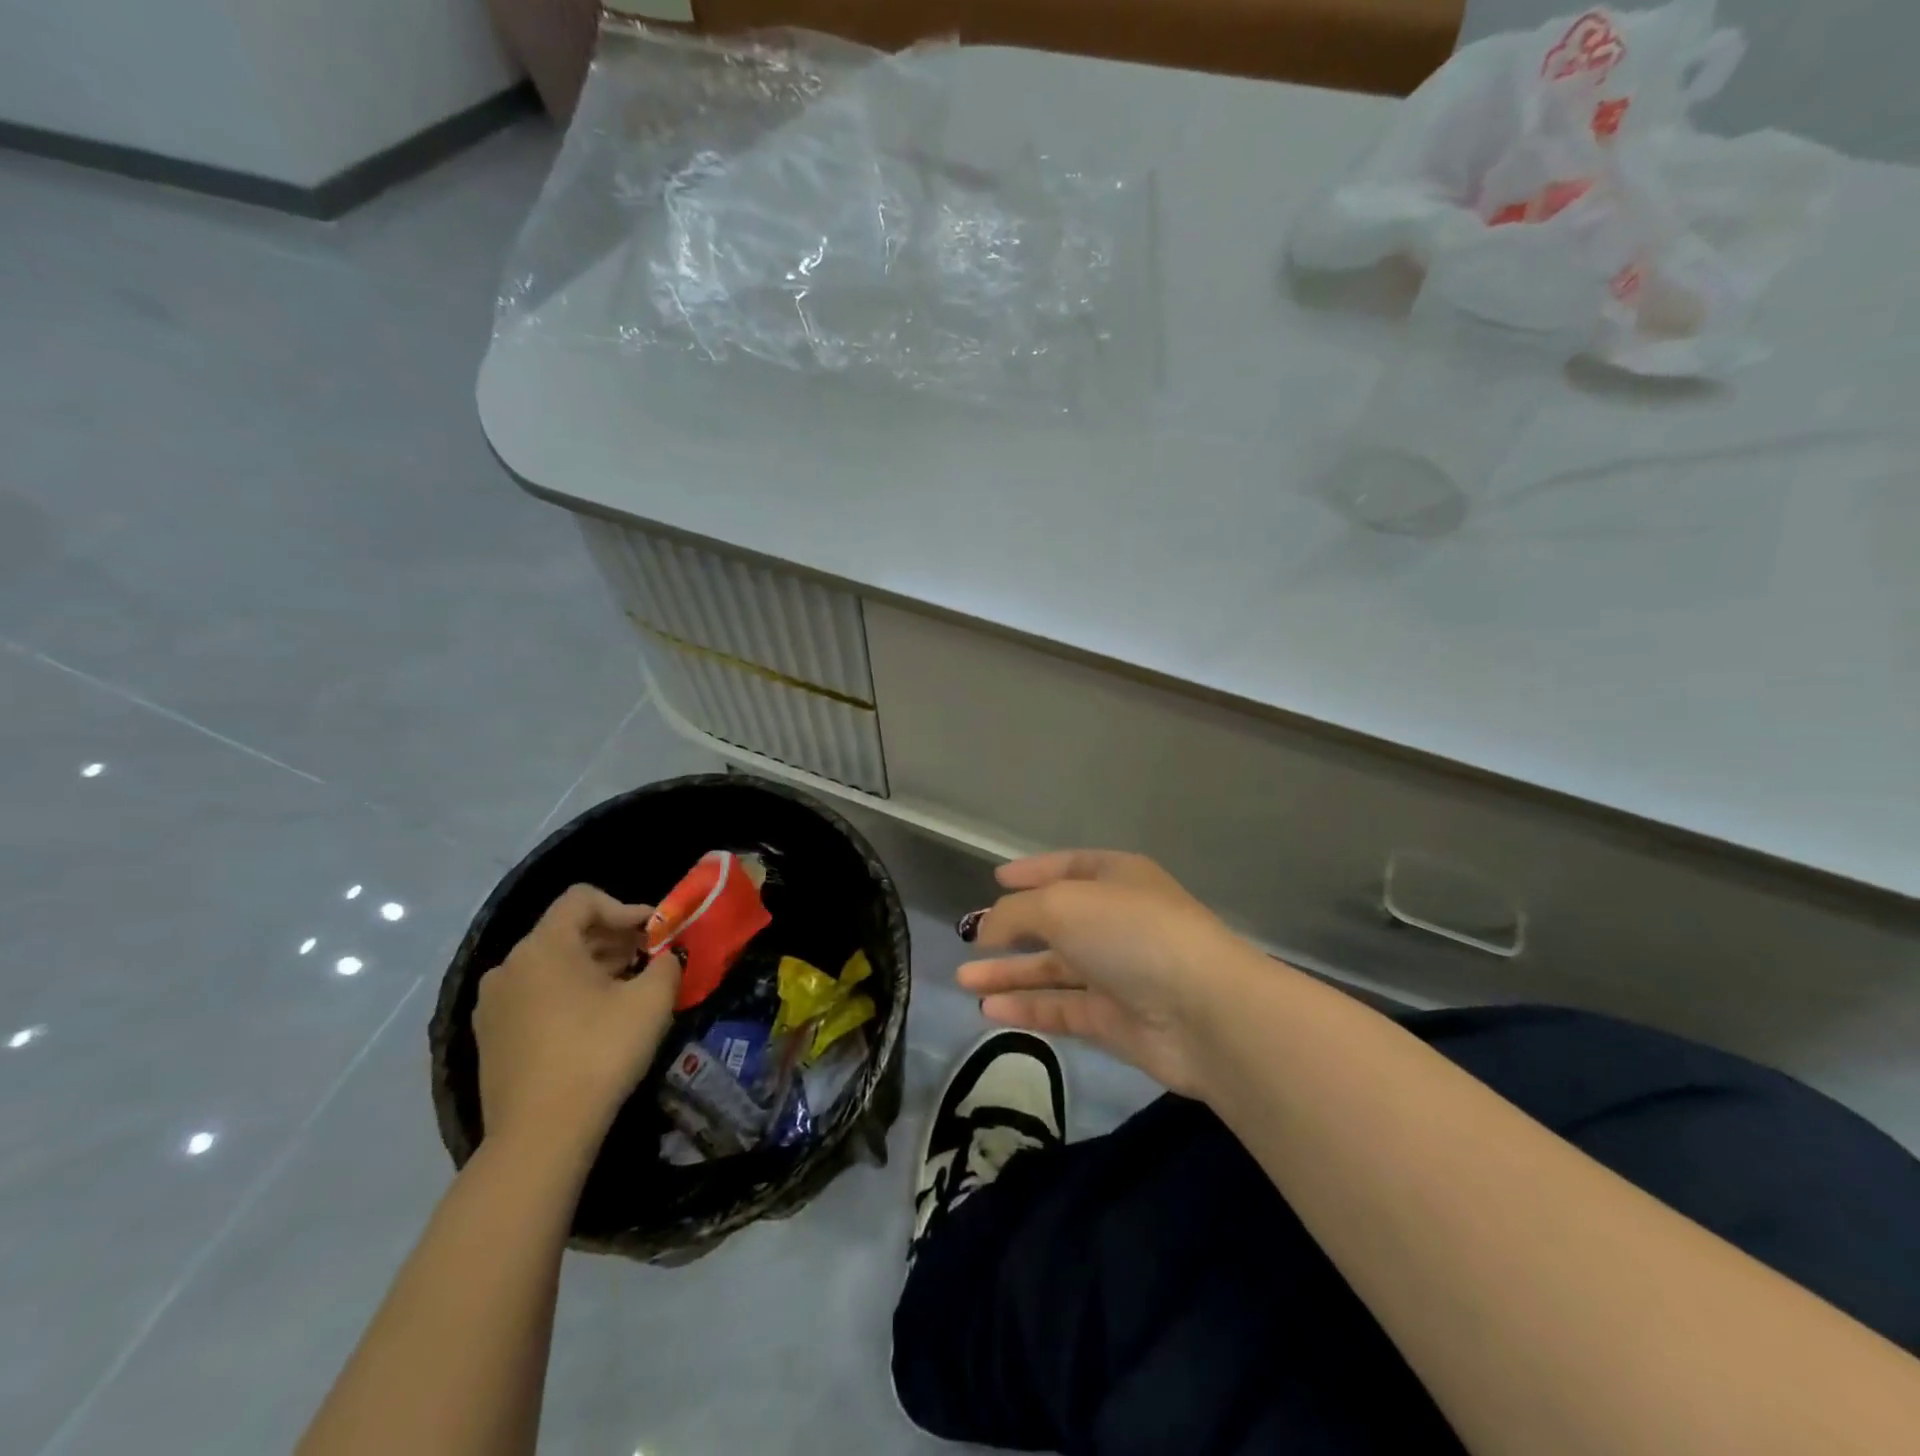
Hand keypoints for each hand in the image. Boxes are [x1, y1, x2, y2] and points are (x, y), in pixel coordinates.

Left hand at [474, 884, 681, 1149]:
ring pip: (549, 965)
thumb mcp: (652, 1000)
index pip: (582, 899)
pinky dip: (565, 994)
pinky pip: (533, 996)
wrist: (540, 1136)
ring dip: (590, 967)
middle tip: (648, 960)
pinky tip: (593, 1022)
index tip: (654, 934)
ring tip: (625, 991)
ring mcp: (492, 1004)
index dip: (624, 907)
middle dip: (611, 939)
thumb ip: (667, 963)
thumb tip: (667, 957)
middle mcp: (509, 966)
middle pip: (565, 931)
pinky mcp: (489, 1038)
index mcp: (543, 947)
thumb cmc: (599, 1052)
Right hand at [958, 851, 1260, 1096]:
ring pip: (1054, 969)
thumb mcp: (1063, 905)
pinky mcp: (1116, 1021)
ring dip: (1010, 973)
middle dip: (1013, 929)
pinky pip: (1062, 1008)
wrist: (1205, 1012)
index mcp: (1116, 877)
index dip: (1032, 871)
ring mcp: (1118, 972)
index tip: (996, 878)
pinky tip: (988, 1009)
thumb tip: (985, 927)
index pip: (1068, 866)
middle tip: (970, 939)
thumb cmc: (1131, 934)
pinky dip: (1027, 1008)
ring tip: (963, 978)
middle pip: (1057, 921)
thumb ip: (1016, 913)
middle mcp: (1117, 921)